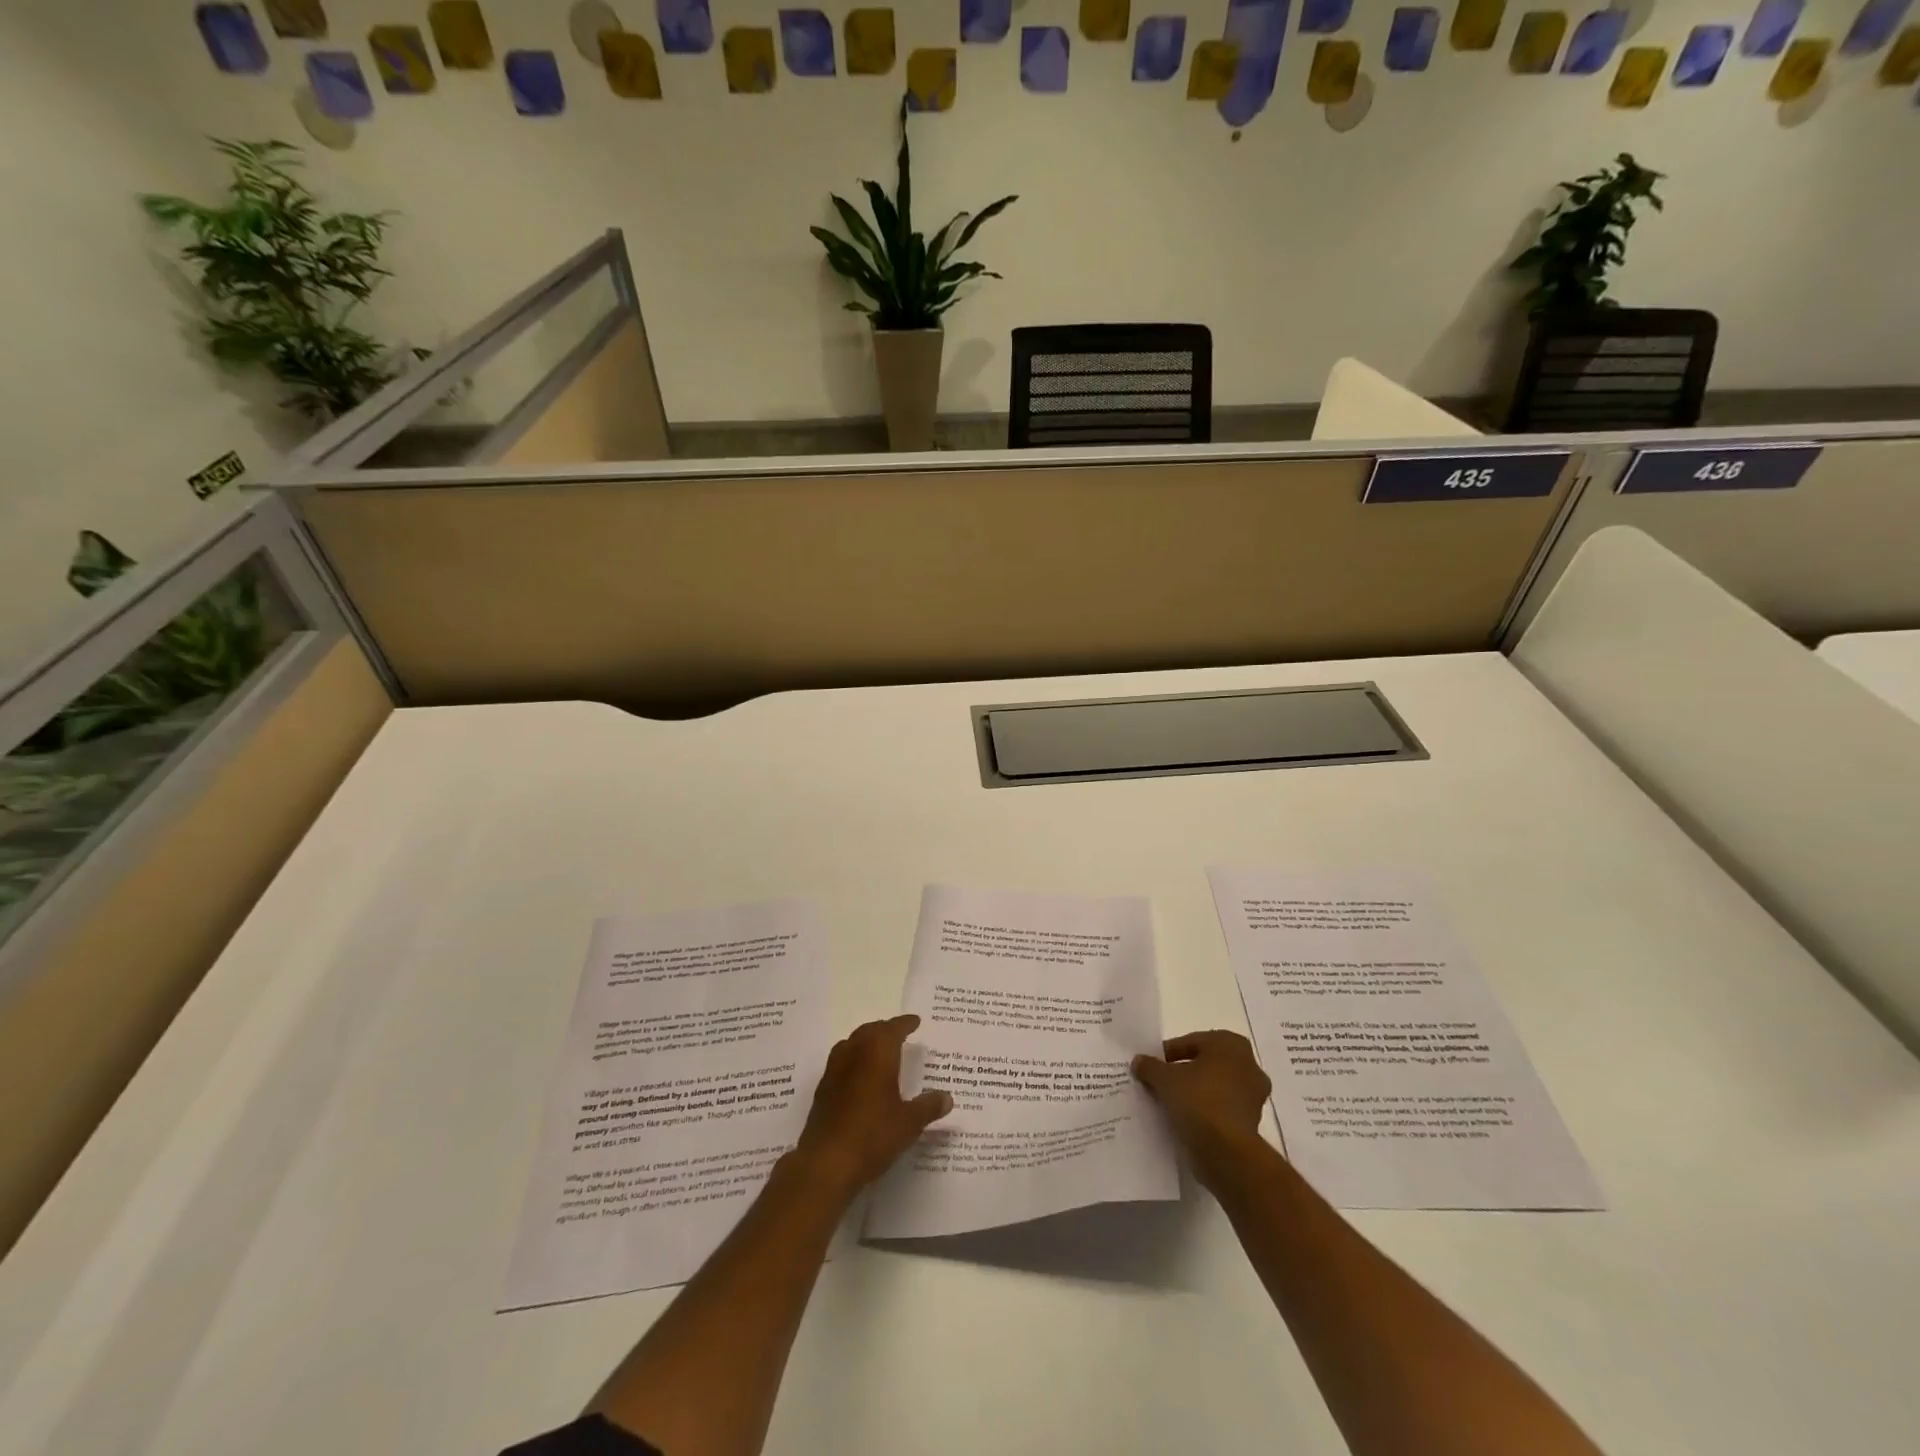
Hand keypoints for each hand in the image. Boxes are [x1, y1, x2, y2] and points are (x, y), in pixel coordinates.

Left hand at [795, 1015, 951, 1195]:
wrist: (827, 1162)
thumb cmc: (873, 1135)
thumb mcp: (909, 1123)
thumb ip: (929, 1107)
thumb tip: (948, 1098)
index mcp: (877, 1053)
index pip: (893, 1029)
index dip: (905, 1023)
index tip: (915, 1021)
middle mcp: (854, 1054)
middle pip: (870, 1031)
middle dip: (885, 1029)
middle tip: (899, 1033)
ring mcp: (834, 1071)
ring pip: (851, 1044)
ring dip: (865, 1041)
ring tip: (878, 1050)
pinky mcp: (822, 1091)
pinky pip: (840, 1063)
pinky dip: (853, 1060)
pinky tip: (859, 1078)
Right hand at [1132, 1030, 1271, 1185]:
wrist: (1227, 1151)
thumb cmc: (1198, 1100)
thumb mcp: (1164, 1079)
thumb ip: (1150, 1066)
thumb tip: (1140, 1061)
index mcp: (1230, 1043)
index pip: (1191, 1042)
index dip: (1168, 1054)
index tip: (1153, 1067)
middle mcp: (1249, 1064)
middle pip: (1206, 1063)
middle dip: (1185, 1072)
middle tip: (1162, 1083)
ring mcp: (1254, 1095)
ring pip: (1216, 1086)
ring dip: (1197, 1092)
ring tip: (1172, 1104)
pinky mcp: (1254, 1122)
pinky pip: (1223, 1108)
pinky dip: (1207, 1111)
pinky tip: (1188, 1120)